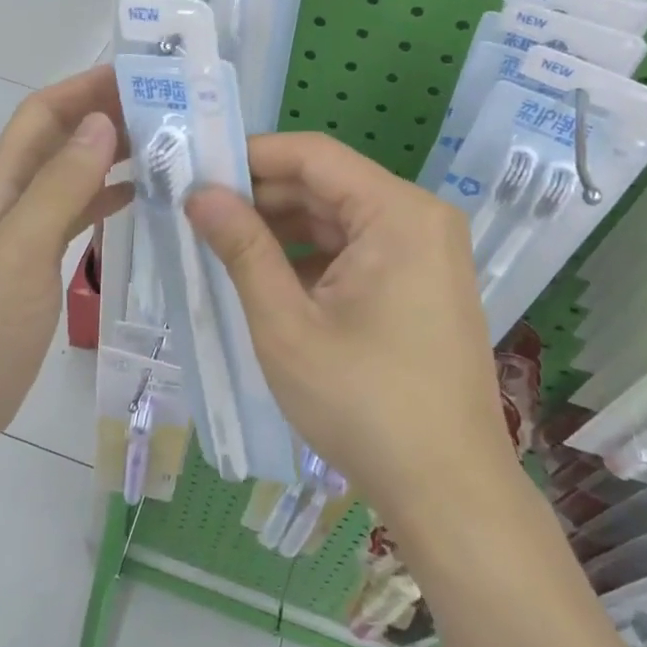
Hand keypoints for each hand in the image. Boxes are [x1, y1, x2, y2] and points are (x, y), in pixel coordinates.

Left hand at [0, 66, 130, 466]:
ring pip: (73, 172)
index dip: (85, 87)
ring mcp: (25, 229)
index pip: (43, 113)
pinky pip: (78, 211)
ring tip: (167, 145)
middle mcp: (11, 196)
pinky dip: (108, 195)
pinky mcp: (39, 260)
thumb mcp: (19, 251)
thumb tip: (102, 124)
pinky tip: (141, 196)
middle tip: (169, 108)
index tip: (140, 75)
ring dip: (112, 152)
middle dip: (106, 113)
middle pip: (61, 137)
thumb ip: (59, 187)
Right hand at [185, 133, 515, 527]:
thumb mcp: (287, 325)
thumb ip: (243, 249)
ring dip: (284, 229)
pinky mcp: (423, 282)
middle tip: (199, 213)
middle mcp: (420, 218)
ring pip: (341, 219)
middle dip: (263, 197)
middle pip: (328, 185)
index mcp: (398, 213)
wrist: (449, 491)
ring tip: (222, 245)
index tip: (198, 169)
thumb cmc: (364, 404)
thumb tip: (200, 194)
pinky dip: (314, 258)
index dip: (252, 156)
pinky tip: (269, 279)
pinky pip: (359, 250)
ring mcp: (427, 251)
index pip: (314, 155)